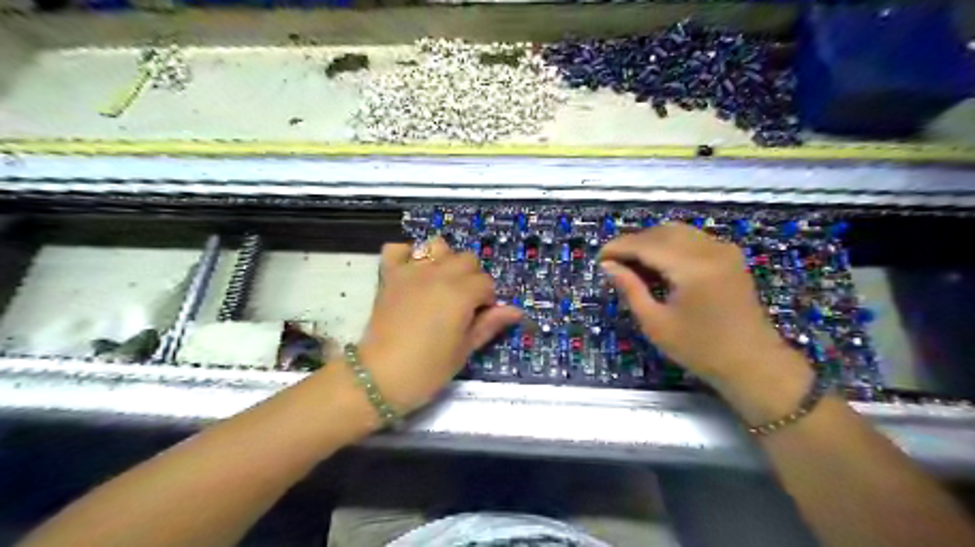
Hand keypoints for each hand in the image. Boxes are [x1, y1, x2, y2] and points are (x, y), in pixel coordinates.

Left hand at [357, 237, 526, 412]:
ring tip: (441, 283)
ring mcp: (412, 272)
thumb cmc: (428, 368)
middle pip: (467, 259)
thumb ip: (489, 324)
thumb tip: (516, 311)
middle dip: (471, 277)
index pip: (486, 283)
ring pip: (437, 245)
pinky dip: (406, 255)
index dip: (487, 300)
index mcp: (461, 293)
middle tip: (463, 302)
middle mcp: (439, 274)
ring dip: (444, 260)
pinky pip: (397, 249)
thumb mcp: (465, 350)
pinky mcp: (390, 276)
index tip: (479, 317)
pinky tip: (413, 272)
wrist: (380, 377)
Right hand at [603, 224, 808, 390]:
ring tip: (633, 265)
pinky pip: (692, 239)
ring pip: (677, 231)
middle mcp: (710, 249)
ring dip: (651, 242)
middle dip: (633, 243)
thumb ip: (630, 288)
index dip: (618, 247)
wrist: (753, 363)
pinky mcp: (729, 255)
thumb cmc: (700, 349)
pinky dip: (670, 245)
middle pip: (661, 231)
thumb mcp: (656, 323)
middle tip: (614, 263)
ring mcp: (723, 249)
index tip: (599, 259)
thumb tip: (608, 266)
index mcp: (692, 267)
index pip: (646, 244)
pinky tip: (659, 265)